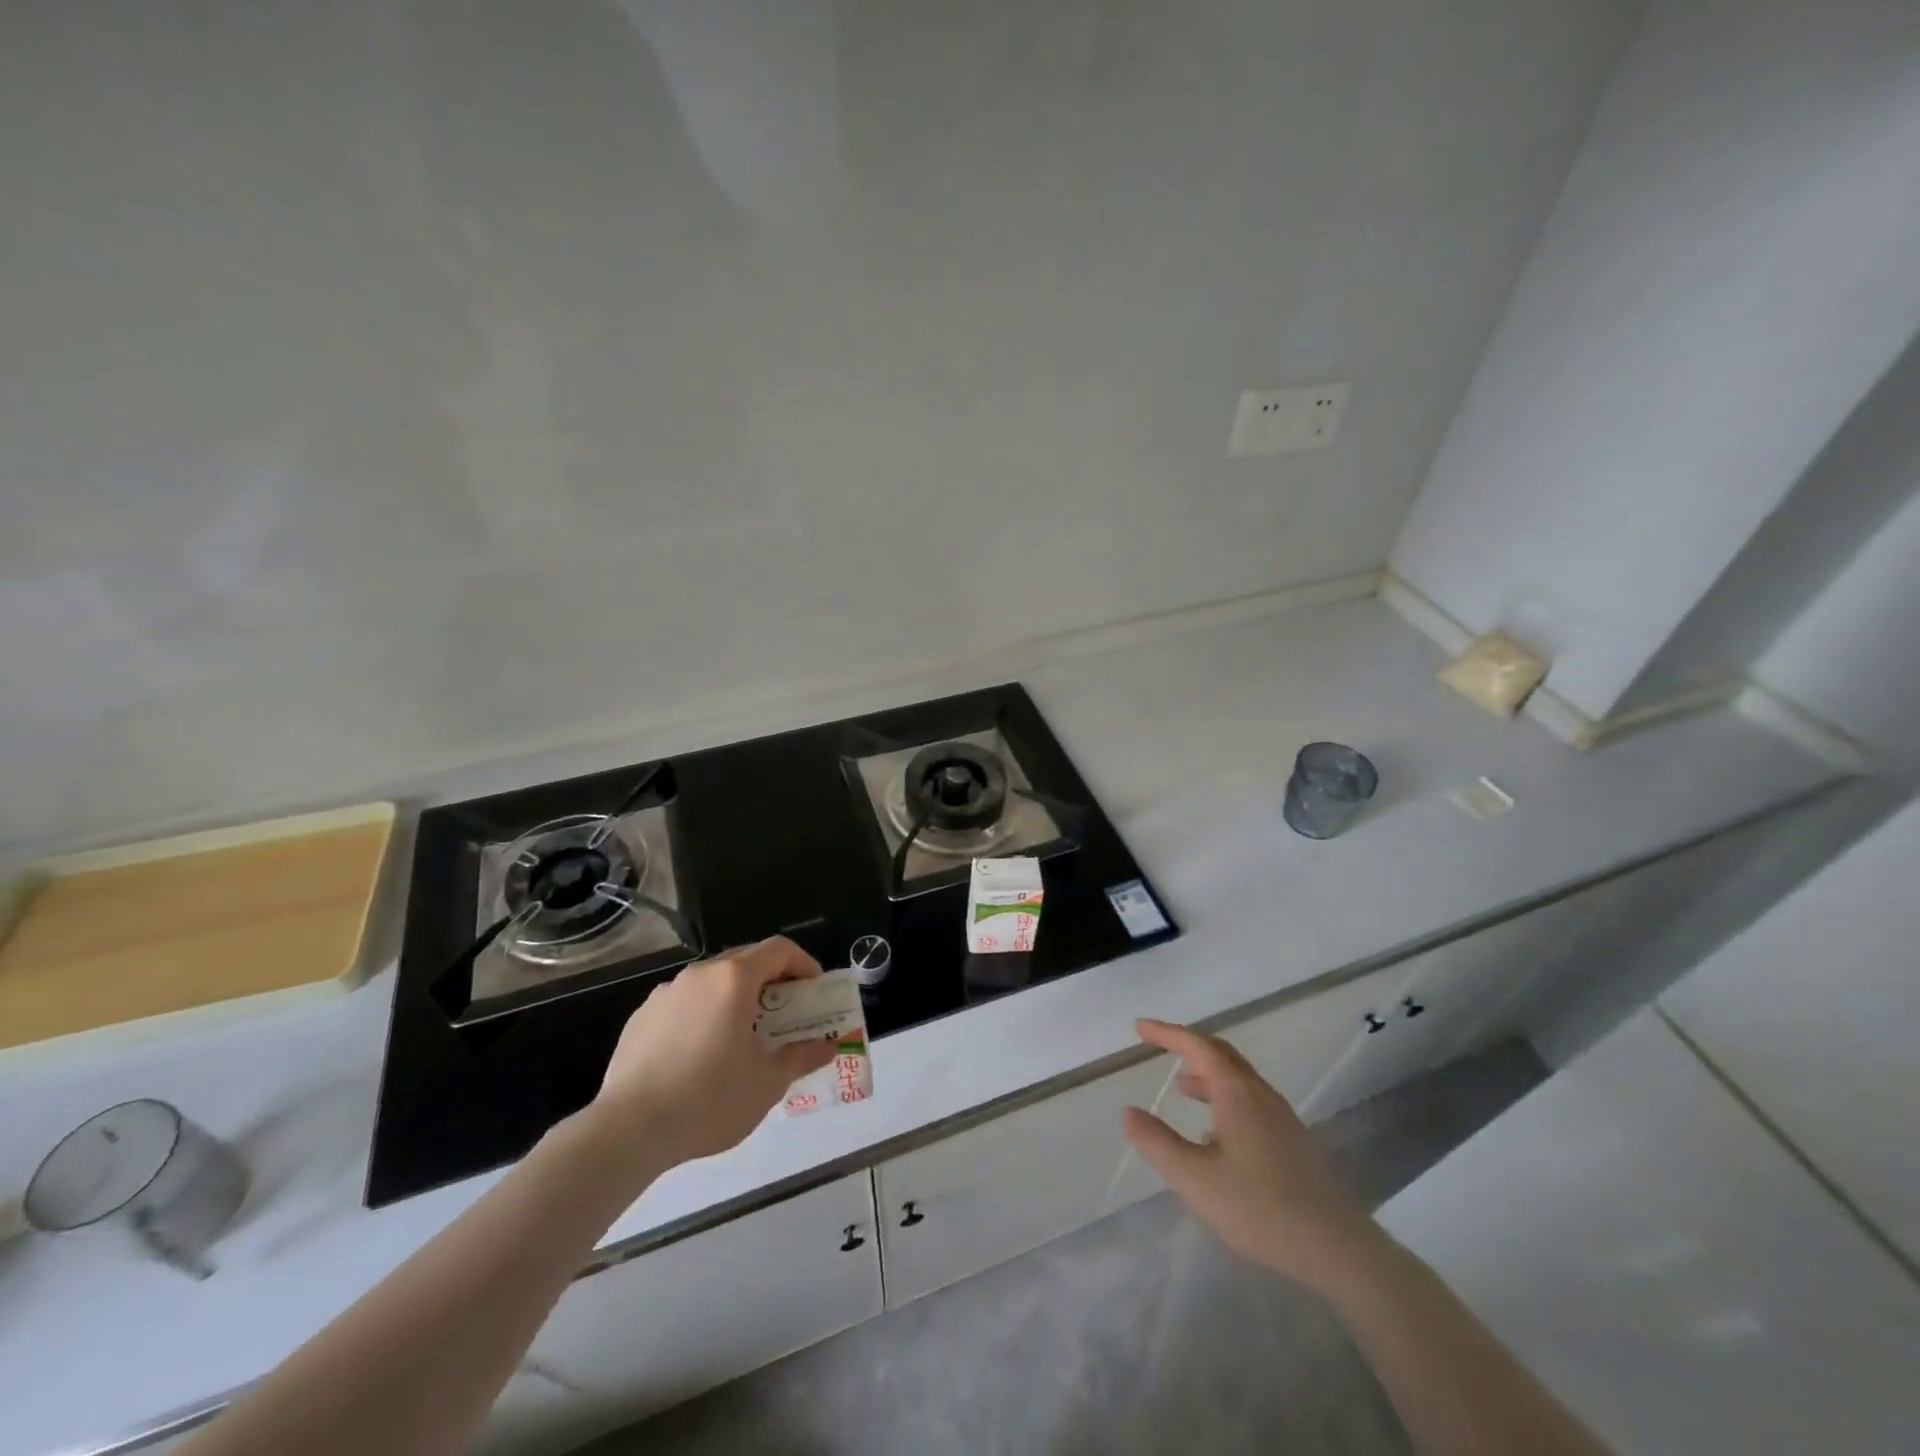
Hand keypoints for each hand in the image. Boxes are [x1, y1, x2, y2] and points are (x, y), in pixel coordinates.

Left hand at [589, 937, 837, 1168]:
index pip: (779, 949)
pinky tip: (700, 1056)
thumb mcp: (768, 1083)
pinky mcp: (640, 1018)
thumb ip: (802, 1057)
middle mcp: (700, 975)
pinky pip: (683, 1005)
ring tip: (742, 1037)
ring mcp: (665, 994)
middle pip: (745, 961)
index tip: (813, 991)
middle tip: (785, 1014)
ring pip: (712, 983)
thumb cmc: (709, 1100)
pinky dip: (702, 1016)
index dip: (803, 963)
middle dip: (771, 981)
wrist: (628, 1131)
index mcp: (734, 979)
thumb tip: (827, 1046)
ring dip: (735, 999)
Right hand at [1122, 1018, 1388, 1291]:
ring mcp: (1282, 1118)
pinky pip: (1251, 1101)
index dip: (1167, 1033)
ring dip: (1207, 1074)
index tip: (1140, 1028)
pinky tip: (1216, 1134)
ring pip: (1239, 1079)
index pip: (1197, 1046)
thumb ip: (1158, 1144)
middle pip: (1222, 1054)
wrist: (1340, 1250)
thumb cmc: (1262, 1209)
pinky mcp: (1294, 1142)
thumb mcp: (1196, 1180)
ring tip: (1182, 1088)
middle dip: (1188, 1046)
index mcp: (1237, 1093)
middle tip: (1159, 1047)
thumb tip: (1128, 1112)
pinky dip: (1224, 1097)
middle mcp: (1261, 1095)